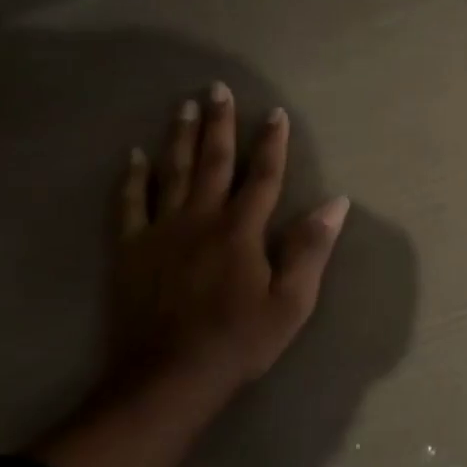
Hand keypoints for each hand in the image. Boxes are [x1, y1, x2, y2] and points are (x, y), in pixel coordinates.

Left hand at [109, 84, 348, 394]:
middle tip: (218, 89)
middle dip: (220, 124)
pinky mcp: (131, 250)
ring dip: (180, 137)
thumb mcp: (291, 302)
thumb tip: (337, 203)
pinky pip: (129, 204)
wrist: (168, 378)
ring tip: (185, 106)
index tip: (275, 113)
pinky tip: (133, 156)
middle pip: (213, 162)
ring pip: (172, 173)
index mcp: (242, 230)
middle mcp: (201, 219)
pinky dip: (132, 178)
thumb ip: (310, 249)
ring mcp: (161, 232)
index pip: (263, 176)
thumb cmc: (239, 341)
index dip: (272, 143)